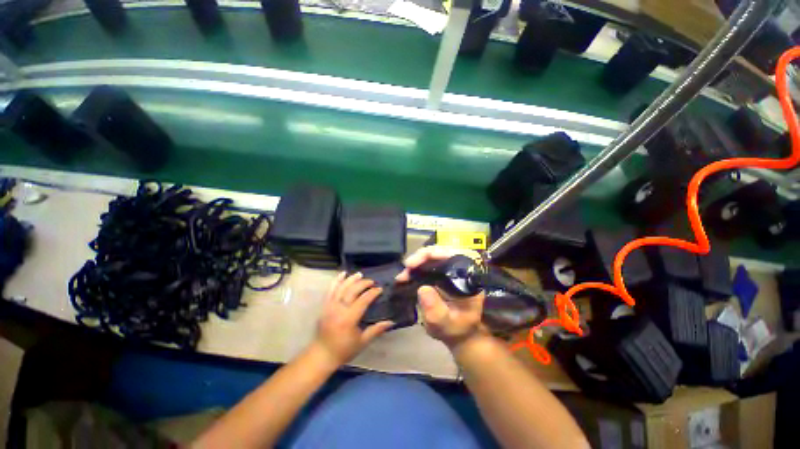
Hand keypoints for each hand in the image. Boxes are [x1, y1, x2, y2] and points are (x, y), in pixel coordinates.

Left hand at [313, 272, 393, 365]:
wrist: (322, 355)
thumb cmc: (344, 350)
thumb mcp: (362, 342)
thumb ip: (376, 330)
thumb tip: (391, 322)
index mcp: (349, 319)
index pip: (363, 300)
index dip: (372, 293)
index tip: (380, 289)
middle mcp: (339, 310)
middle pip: (352, 291)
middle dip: (363, 284)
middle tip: (372, 281)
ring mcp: (330, 306)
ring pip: (341, 288)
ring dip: (351, 279)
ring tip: (360, 274)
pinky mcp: (324, 306)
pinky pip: (330, 290)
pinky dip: (336, 281)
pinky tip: (342, 274)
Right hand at [396, 246, 485, 349]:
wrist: (459, 333)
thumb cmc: (456, 329)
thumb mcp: (446, 324)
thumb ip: (435, 311)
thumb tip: (422, 288)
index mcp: (467, 277)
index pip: (452, 255)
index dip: (433, 254)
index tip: (415, 264)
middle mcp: (459, 269)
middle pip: (439, 252)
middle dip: (420, 257)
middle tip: (406, 269)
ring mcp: (449, 270)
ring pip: (431, 257)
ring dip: (415, 263)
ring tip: (402, 276)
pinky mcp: (440, 273)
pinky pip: (427, 265)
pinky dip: (415, 269)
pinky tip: (405, 277)